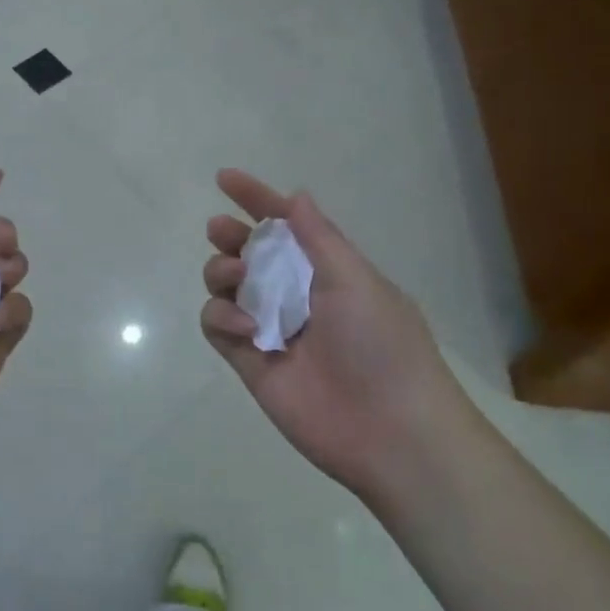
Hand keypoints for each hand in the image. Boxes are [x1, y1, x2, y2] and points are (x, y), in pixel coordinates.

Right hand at [200, 169, 474, 500]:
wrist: (391, 432)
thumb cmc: (382, 345)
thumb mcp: (357, 280)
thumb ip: (319, 238)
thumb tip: (296, 196)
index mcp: (326, 271)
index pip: (286, 225)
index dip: (257, 199)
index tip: (224, 178)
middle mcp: (295, 294)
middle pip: (248, 252)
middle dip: (230, 235)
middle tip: (221, 231)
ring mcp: (269, 327)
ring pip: (226, 284)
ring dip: (222, 270)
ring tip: (237, 276)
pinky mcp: (249, 361)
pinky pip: (217, 323)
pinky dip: (221, 315)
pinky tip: (246, 325)